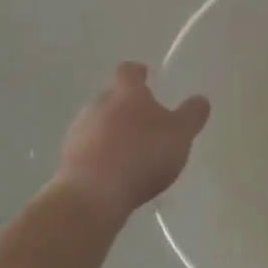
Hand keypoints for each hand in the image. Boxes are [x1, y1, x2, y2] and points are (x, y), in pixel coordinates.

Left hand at [54, 63, 209, 217]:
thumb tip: (200, 99)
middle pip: (112, 96)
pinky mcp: (67, 160)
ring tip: (132, 152)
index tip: (147, 77)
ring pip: (98, 123)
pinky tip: (115, 174)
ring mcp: (78, 132)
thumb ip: (192, 115)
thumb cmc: (141, 155)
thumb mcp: (180, 134)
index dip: (139, 73)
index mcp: (126, 93)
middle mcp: (98, 104)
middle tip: (146, 122)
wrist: (91, 197)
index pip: (129, 71)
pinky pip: (88, 149)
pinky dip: (101, 154)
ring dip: (112, 132)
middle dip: (127, 106)